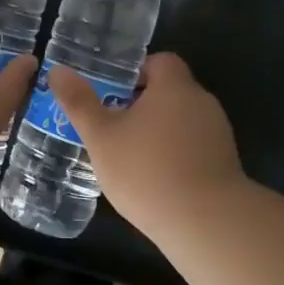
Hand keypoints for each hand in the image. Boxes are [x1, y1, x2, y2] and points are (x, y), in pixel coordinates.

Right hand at [49, 53, 243, 220]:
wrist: (206, 223)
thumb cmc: (147, 170)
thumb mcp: (101, 136)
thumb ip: (79, 102)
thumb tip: (57, 71)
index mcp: (174, 87)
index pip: (160, 61)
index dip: (136, 73)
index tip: (113, 94)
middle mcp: (202, 103)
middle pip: (170, 92)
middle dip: (143, 105)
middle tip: (113, 127)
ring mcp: (218, 134)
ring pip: (182, 121)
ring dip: (159, 132)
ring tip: (131, 157)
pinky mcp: (226, 164)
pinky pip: (195, 148)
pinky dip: (176, 155)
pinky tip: (157, 181)